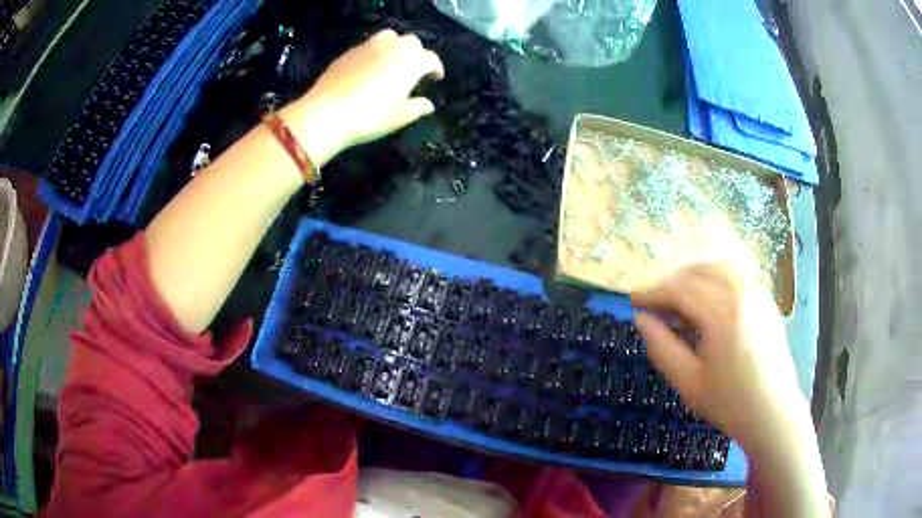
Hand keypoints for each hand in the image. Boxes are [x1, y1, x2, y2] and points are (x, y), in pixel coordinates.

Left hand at [283, 29, 444, 167]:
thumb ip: (418, 107)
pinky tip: (370, 67)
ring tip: (393, 61)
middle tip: (414, 70)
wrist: (327, 113)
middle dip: (417, 53)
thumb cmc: (370, 117)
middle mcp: (393, 48)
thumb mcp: (400, 117)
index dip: (436, 67)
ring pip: (390, 36)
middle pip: (412, 42)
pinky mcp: (350, 52)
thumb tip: (428, 104)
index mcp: (411, 62)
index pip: (431, 58)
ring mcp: (369, 47)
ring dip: (397, 45)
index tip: (435, 78)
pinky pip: (369, 44)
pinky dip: (376, 51)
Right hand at [631, 264, 807, 452]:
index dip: (652, 292)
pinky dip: (714, 281)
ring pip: (718, 269)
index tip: (633, 301)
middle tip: (654, 305)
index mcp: (723, 315)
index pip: (680, 290)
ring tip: (678, 301)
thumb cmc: (730, 403)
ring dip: (692, 278)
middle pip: (698, 273)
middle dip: (670, 284)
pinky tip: (708, 305)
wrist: (773, 413)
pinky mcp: (766, 300)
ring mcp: (758, 294)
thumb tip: (640, 319)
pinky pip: (735, 278)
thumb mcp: (688, 382)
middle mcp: (742, 294)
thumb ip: (662, 347)